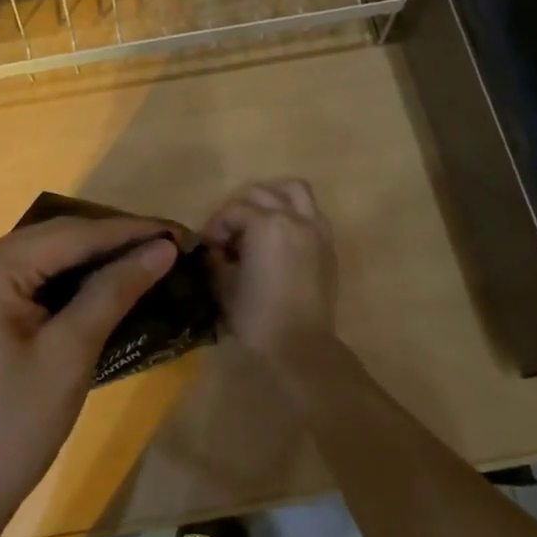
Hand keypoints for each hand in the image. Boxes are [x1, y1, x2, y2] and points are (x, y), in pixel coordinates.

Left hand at [0, 216, 176, 529]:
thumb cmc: (14, 428)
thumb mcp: (70, 354)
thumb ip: (114, 290)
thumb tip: (161, 249)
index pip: (69, 234)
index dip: (129, 231)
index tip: (179, 232)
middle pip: (52, 239)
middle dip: (111, 241)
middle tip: (167, 245)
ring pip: (39, 257)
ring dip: (89, 259)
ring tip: (145, 258)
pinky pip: (23, 279)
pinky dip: (62, 280)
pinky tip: (100, 282)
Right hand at [202, 179, 338, 366]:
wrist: (300, 345)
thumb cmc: (256, 316)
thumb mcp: (223, 285)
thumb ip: (215, 258)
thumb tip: (214, 250)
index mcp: (265, 224)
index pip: (232, 210)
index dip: (214, 227)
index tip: (208, 248)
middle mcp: (293, 217)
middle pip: (260, 194)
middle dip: (239, 210)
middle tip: (229, 237)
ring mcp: (315, 229)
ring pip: (294, 191)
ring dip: (272, 199)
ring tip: (259, 223)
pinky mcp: (328, 244)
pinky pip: (312, 213)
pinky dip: (295, 214)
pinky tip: (282, 237)